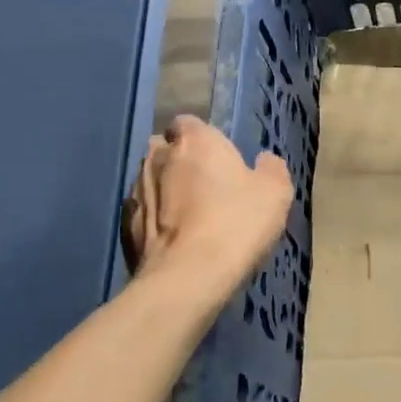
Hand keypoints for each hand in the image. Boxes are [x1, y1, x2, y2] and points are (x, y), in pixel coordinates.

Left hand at [122, 115, 291, 287]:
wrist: (188, 278)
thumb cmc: (236, 223)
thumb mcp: (276, 192)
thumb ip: (271, 168)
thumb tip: (264, 160)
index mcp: (194, 141)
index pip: (189, 123)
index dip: (203, 138)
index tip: (220, 158)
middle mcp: (157, 158)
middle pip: (166, 150)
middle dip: (181, 162)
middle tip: (207, 187)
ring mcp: (135, 192)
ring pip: (151, 181)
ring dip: (166, 192)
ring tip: (190, 218)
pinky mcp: (124, 227)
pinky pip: (143, 214)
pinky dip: (156, 221)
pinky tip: (175, 241)